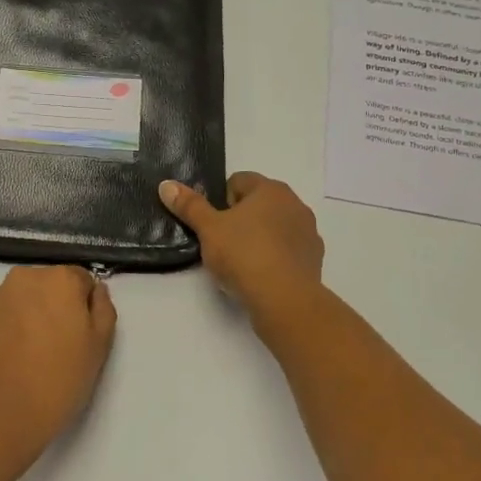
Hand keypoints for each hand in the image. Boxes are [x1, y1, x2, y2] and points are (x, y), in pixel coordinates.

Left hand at [0, 265, 116, 466]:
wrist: (2, 417)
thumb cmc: (60, 380)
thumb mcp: (100, 345)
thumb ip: (103, 307)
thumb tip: (94, 290)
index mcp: (59, 278)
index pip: (81, 280)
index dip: (84, 306)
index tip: (81, 333)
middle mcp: (24, 277)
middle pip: (48, 284)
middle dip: (54, 305)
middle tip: (58, 344)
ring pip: (21, 298)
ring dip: (28, 314)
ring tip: (30, 353)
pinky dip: (6, 328)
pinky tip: (10, 358)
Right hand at [158, 172, 324, 326]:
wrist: (284, 299)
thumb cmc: (244, 255)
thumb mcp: (208, 229)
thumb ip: (189, 206)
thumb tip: (167, 185)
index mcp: (270, 189)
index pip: (238, 181)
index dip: (221, 202)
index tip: (213, 225)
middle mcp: (294, 203)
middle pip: (259, 203)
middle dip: (241, 219)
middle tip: (224, 244)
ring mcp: (308, 230)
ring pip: (276, 226)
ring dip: (260, 236)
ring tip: (243, 263)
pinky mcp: (314, 257)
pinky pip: (289, 249)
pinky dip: (276, 256)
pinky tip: (263, 275)